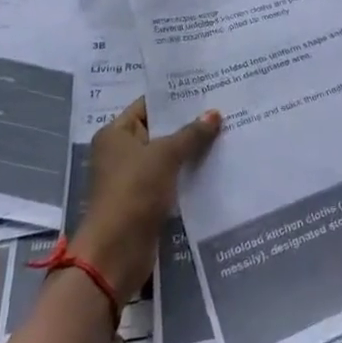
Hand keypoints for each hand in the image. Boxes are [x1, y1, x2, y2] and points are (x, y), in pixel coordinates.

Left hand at [69, 98, 220, 298]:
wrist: (117, 252)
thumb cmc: (134, 191)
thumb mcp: (165, 155)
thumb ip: (191, 134)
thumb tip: (215, 114)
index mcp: (115, 134)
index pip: (148, 106)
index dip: (175, 98)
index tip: (206, 90)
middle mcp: (120, 153)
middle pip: (159, 131)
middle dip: (188, 124)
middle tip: (223, 110)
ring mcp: (133, 178)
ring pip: (168, 157)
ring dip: (191, 150)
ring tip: (226, 133)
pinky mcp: (145, 201)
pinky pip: (171, 179)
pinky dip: (188, 173)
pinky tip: (215, 165)